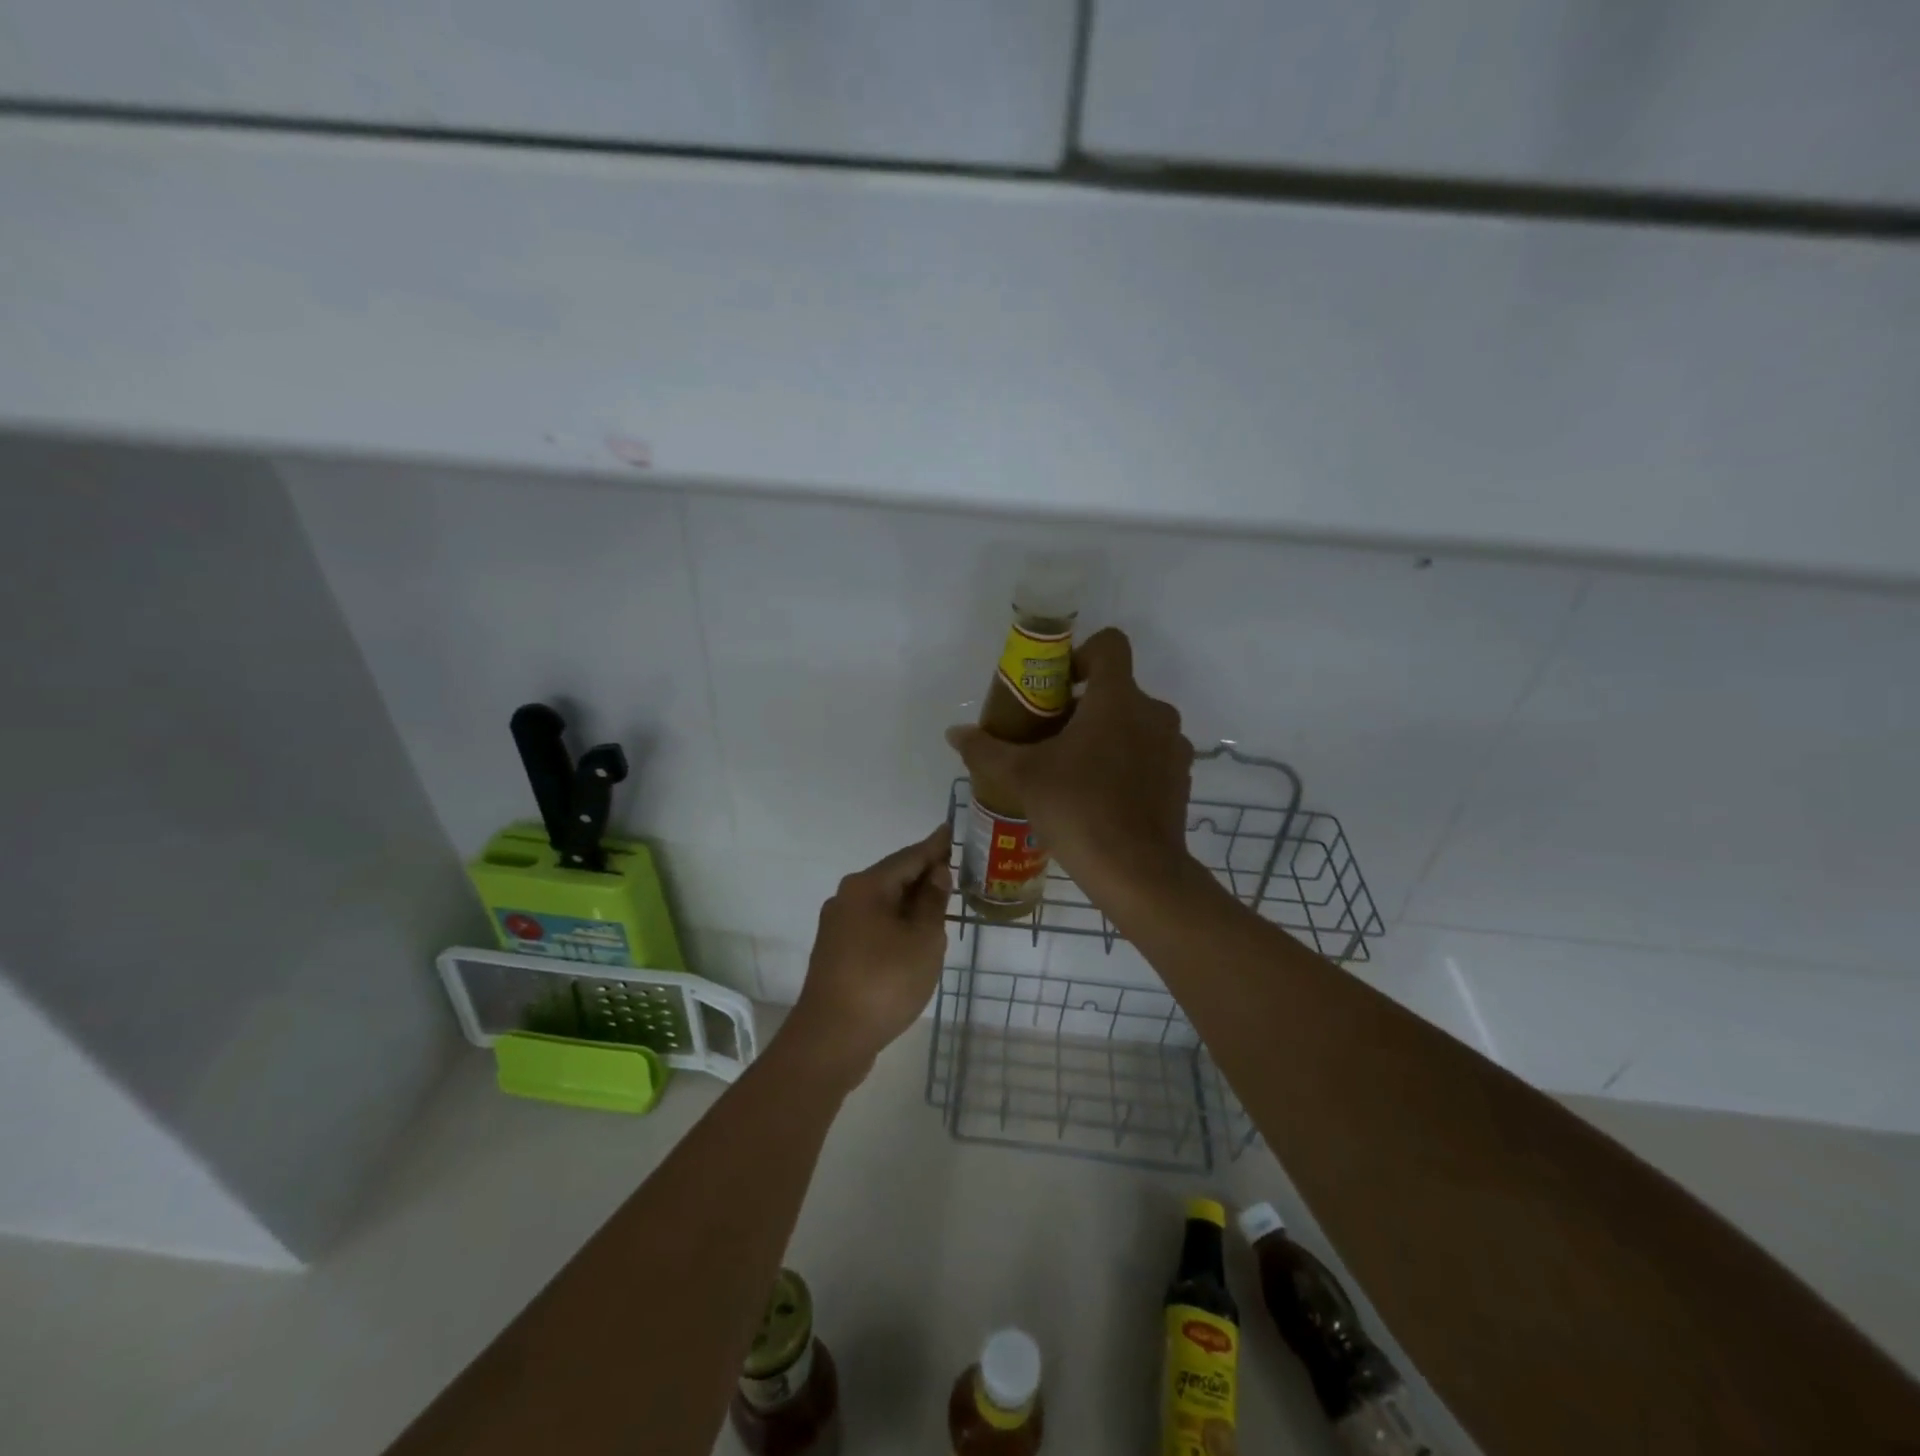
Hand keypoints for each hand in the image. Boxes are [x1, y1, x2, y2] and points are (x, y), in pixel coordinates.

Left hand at [782, 824, 952, 1087]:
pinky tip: (914, 933)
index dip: (934, 846)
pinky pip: (874, 923)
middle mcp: (847, 897)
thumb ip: (933, 903)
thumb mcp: (923, 940)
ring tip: (941, 900)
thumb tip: (936, 873)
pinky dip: (897, 921)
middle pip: (893, 877)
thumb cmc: (884, 982)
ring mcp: (838, 925)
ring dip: (911, 900)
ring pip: (882, 902)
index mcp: (867, 887)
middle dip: (923, 873)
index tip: (951, 830)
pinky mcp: (837, 951)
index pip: (909, 856)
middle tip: (955, 868)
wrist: (831, 1038)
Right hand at [946, 627, 1194, 906]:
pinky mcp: (1180, 779)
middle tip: (1051, 738)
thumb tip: (955, 733)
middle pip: (1117, 689)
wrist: (1137, 871)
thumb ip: (986, 750)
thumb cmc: (1078, 809)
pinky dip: (1128, 763)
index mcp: (1118, 698)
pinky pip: (1150, 755)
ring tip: (1075, 772)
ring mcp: (1172, 747)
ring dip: (1107, 736)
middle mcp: (1153, 713)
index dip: (1081, 655)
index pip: (1109, 645)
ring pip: (1135, 724)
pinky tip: (1102, 797)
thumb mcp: (1022, 777)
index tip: (1057, 686)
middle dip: (1084, 706)